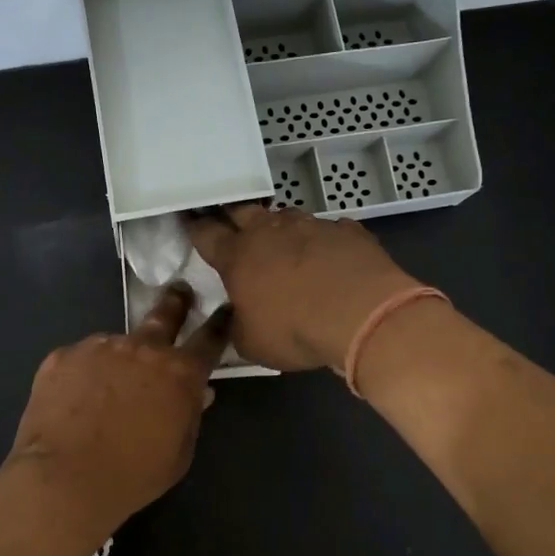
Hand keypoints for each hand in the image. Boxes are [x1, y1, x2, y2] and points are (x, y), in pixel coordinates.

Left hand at [5, 286, 231, 537]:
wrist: (64, 479)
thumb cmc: (132, 475)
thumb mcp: (178, 454)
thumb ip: (190, 415)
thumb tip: (197, 392)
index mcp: (179, 373)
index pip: (209, 339)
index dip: (219, 323)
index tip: (224, 309)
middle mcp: (142, 349)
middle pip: (164, 315)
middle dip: (175, 302)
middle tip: (179, 292)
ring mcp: (99, 347)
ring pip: (116, 344)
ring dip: (119, 357)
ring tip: (103, 390)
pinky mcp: (63, 355)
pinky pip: (81, 359)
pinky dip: (83, 373)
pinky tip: (74, 401)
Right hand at [188, 204, 420, 371]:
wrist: (362, 312)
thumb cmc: (295, 329)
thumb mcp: (252, 344)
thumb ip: (238, 326)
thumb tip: (236, 319)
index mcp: (238, 256)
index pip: (207, 235)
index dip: (197, 230)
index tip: (192, 226)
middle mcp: (270, 231)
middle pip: (243, 212)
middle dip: (235, 219)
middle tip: (235, 229)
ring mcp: (310, 225)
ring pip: (286, 215)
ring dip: (281, 228)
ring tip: (285, 244)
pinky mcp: (346, 230)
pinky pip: (328, 229)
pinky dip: (323, 241)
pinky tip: (330, 256)